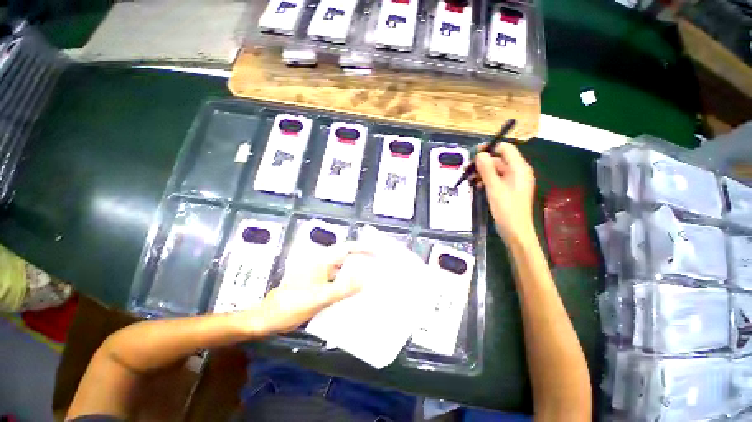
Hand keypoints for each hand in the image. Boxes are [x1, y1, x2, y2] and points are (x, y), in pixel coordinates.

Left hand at [250, 242, 369, 335]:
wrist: (269, 318)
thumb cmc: (292, 304)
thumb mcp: (319, 297)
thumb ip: (342, 288)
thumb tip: (364, 279)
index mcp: (322, 261)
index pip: (346, 248)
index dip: (362, 248)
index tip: (376, 252)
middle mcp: (322, 264)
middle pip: (346, 257)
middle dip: (361, 260)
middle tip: (377, 266)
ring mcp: (320, 275)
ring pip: (342, 270)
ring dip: (355, 273)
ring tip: (370, 279)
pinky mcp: (318, 285)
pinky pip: (337, 281)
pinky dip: (347, 284)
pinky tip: (354, 293)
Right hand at [471, 143, 535, 242]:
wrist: (515, 230)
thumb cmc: (506, 208)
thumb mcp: (494, 187)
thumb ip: (487, 169)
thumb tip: (480, 154)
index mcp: (519, 168)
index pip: (506, 149)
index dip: (490, 148)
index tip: (474, 153)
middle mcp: (518, 172)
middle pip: (499, 160)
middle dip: (482, 163)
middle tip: (467, 169)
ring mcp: (513, 182)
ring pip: (495, 171)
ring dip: (482, 173)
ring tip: (468, 178)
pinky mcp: (508, 190)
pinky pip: (496, 180)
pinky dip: (486, 181)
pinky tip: (476, 186)